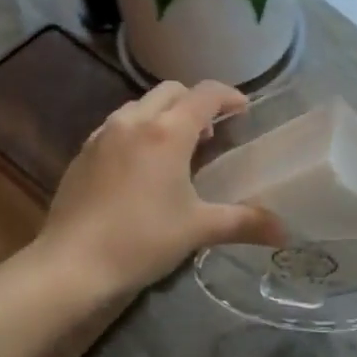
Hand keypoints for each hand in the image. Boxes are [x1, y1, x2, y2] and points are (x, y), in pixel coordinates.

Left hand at [33, 80, 289, 303]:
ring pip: (140, 105)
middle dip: (195, 102)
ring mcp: (103, 134)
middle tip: (211, 131)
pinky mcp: (83, 152)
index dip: (229, 96)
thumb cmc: (141, 241)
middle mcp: (134, 121)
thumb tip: (285, 231)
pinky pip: (118, 125)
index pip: (205, 94)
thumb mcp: (198, 229)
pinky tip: (141, 165)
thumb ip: (244, 223)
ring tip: (177, 147)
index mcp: (167, 132)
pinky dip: (138, 130)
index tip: (244, 109)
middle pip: (171, 91)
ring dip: (164, 114)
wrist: (71, 265)